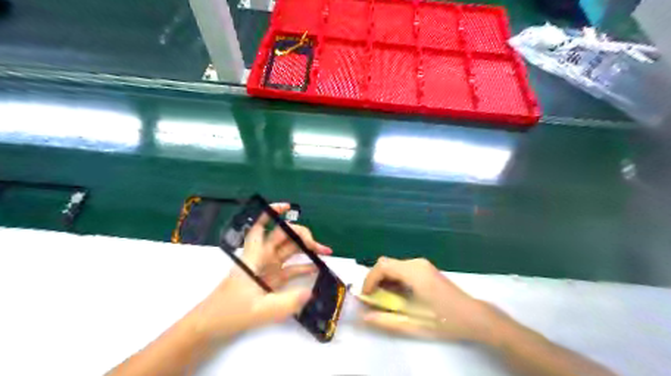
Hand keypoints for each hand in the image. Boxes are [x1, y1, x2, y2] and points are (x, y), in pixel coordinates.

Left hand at [192, 204, 331, 341]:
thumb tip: (310, 292)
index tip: (287, 207)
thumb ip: (287, 303)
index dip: (271, 213)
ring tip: (324, 251)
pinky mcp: (271, 279)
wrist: (211, 326)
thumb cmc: (230, 313)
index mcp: (254, 257)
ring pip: (288, 249)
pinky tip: (317, 267)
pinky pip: (290, 268)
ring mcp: (267, 268)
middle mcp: (261, 257)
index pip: (260, 227)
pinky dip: (303, 266)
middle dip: (301, 235)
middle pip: (282, 236)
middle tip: (318, 245)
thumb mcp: (260, 310)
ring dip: (305, 248)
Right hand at [362, 257, 497, 341]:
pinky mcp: (425, 268)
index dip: (369, 280)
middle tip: (373, 300)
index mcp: (414, 272)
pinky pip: (402, 269)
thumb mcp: (415, 324)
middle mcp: (416, 263)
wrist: (474, 317)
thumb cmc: (445, 321)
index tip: (366, 297)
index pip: (382, 266)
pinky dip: (394, 280)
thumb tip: (365, 316)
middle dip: (375, 280)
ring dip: (384, 280)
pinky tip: (398, 296)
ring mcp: (422, 264)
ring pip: (393, 266)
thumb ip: (387, 320)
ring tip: (384, 300)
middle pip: (386, 264)